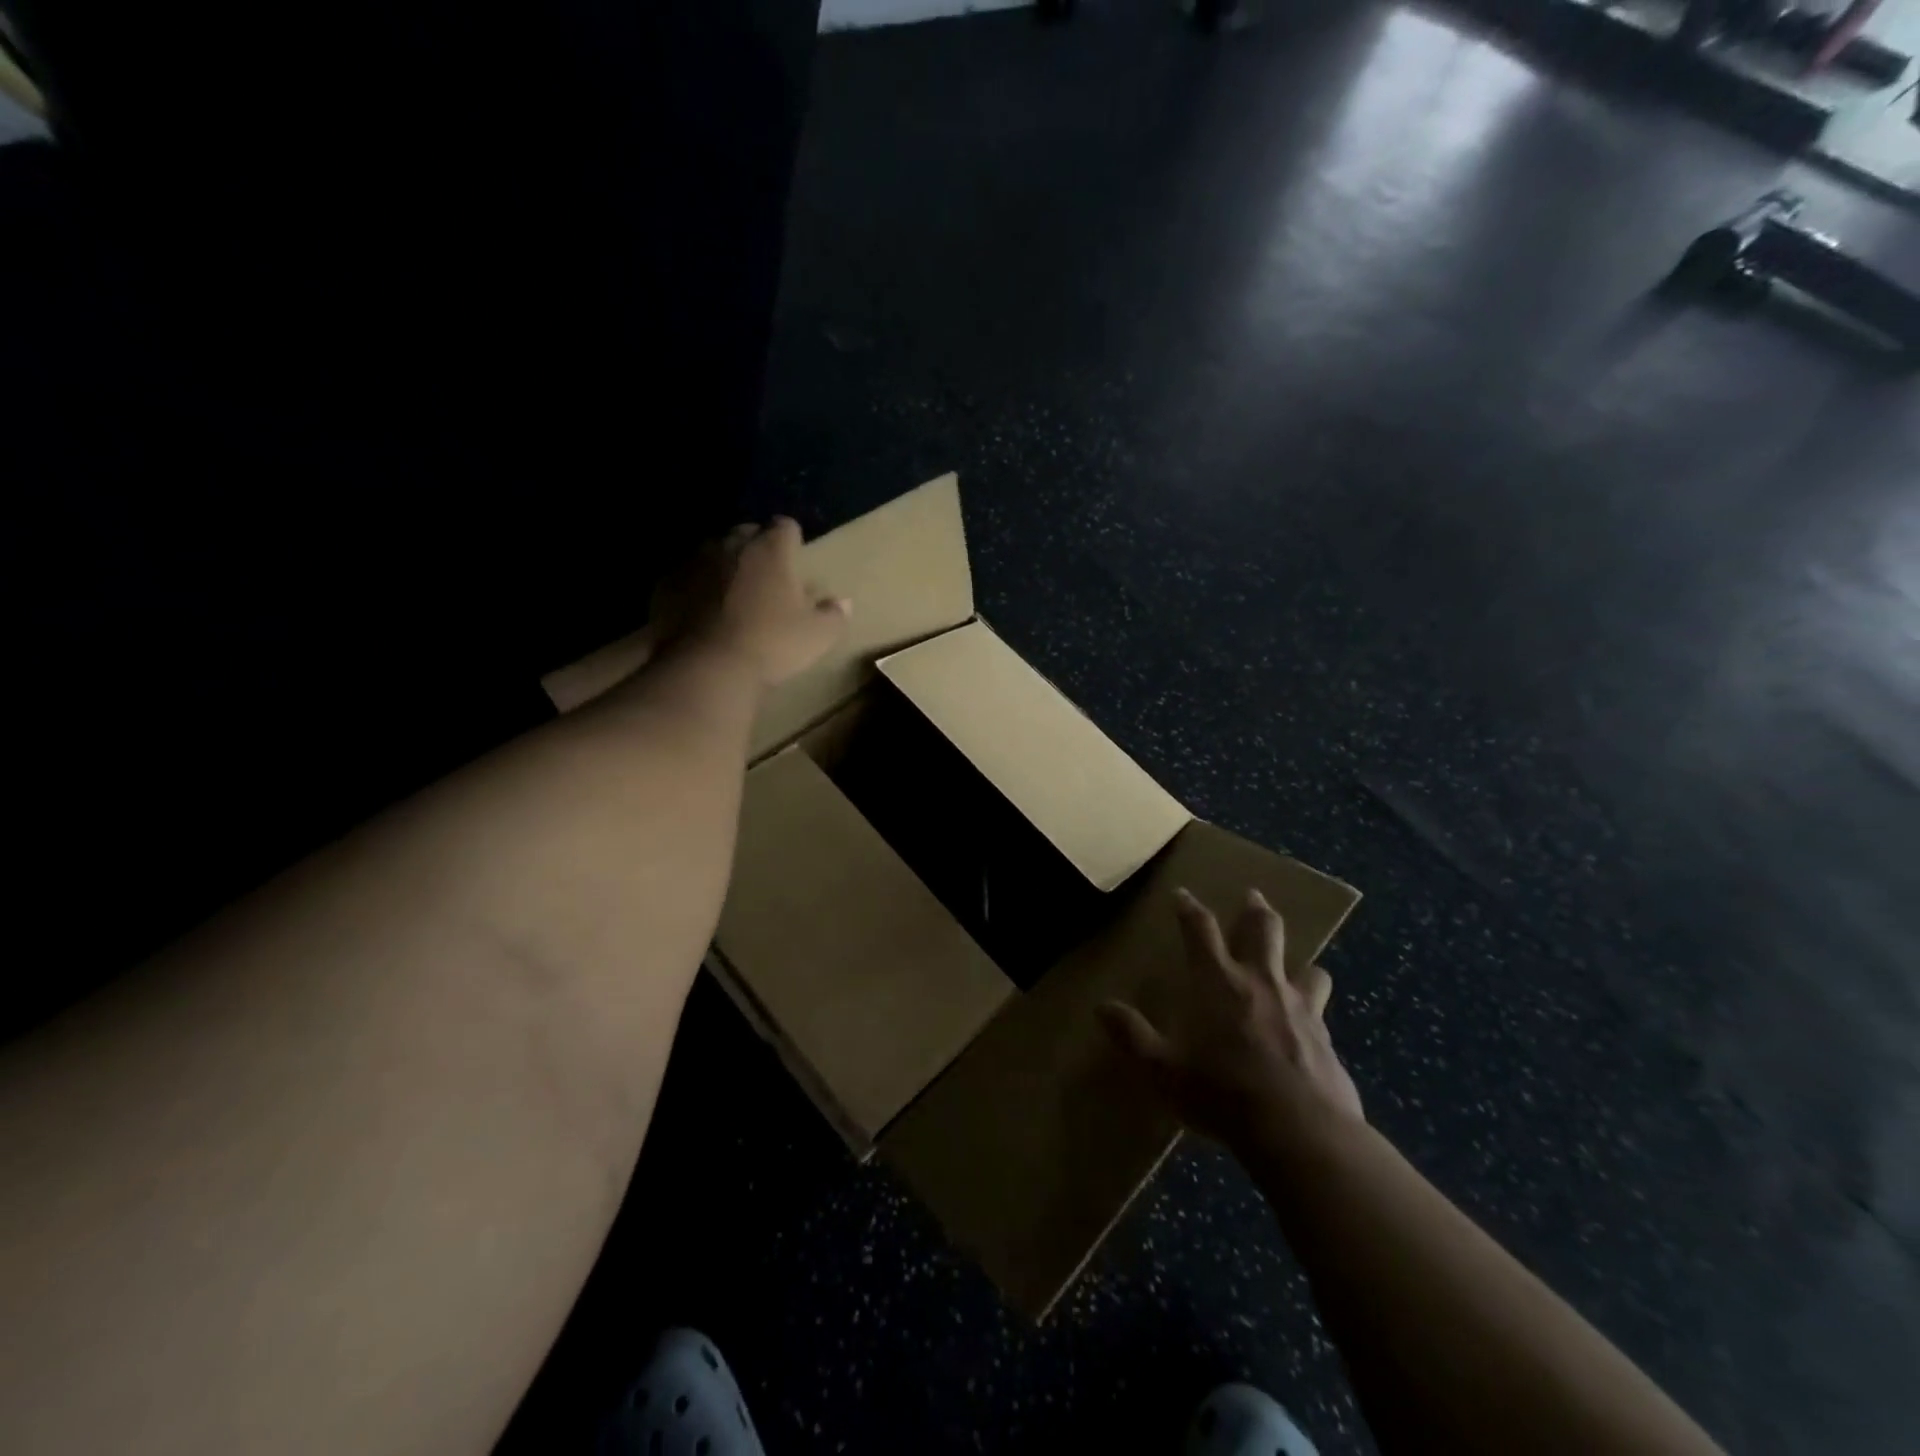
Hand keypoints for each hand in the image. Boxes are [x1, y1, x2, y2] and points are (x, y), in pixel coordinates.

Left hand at [678, 517, 848, 687]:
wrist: (707, 667)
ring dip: (723, 565)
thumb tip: (844, 603)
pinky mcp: (667, 584)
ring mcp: (694, 561)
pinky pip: (686, 576)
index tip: (795, 558)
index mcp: (771, 550)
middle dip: (756, 548)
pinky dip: (695, 587)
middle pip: (746, 532)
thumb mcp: (817, 636)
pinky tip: (701, 612)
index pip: (785, 526)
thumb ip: (834, 615)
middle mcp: (731, 544)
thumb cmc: (772, 645)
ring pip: (713, 552)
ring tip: (731, 593)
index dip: (792, 540)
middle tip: (765, 577)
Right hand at [1101, 888, 1363, 1153]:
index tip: (1183, 895)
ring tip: (1297, 964)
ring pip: (1305, 966)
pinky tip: (1311, 1024)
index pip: (1200, 929)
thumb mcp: (1163, 1069)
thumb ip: (1132, 1036)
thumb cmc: (1223, 1093)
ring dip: (1298, 961)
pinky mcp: (1326, 1036)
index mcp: (1217, 981)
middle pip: (1263, 929)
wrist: (1300, 1132)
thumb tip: (1101, 1007)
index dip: (1189, 909)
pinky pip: (1322, 1010)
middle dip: (1255, 909)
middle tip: (1253, 895)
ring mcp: (1299, 1006)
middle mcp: (1260, 981)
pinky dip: (1314, 1007)